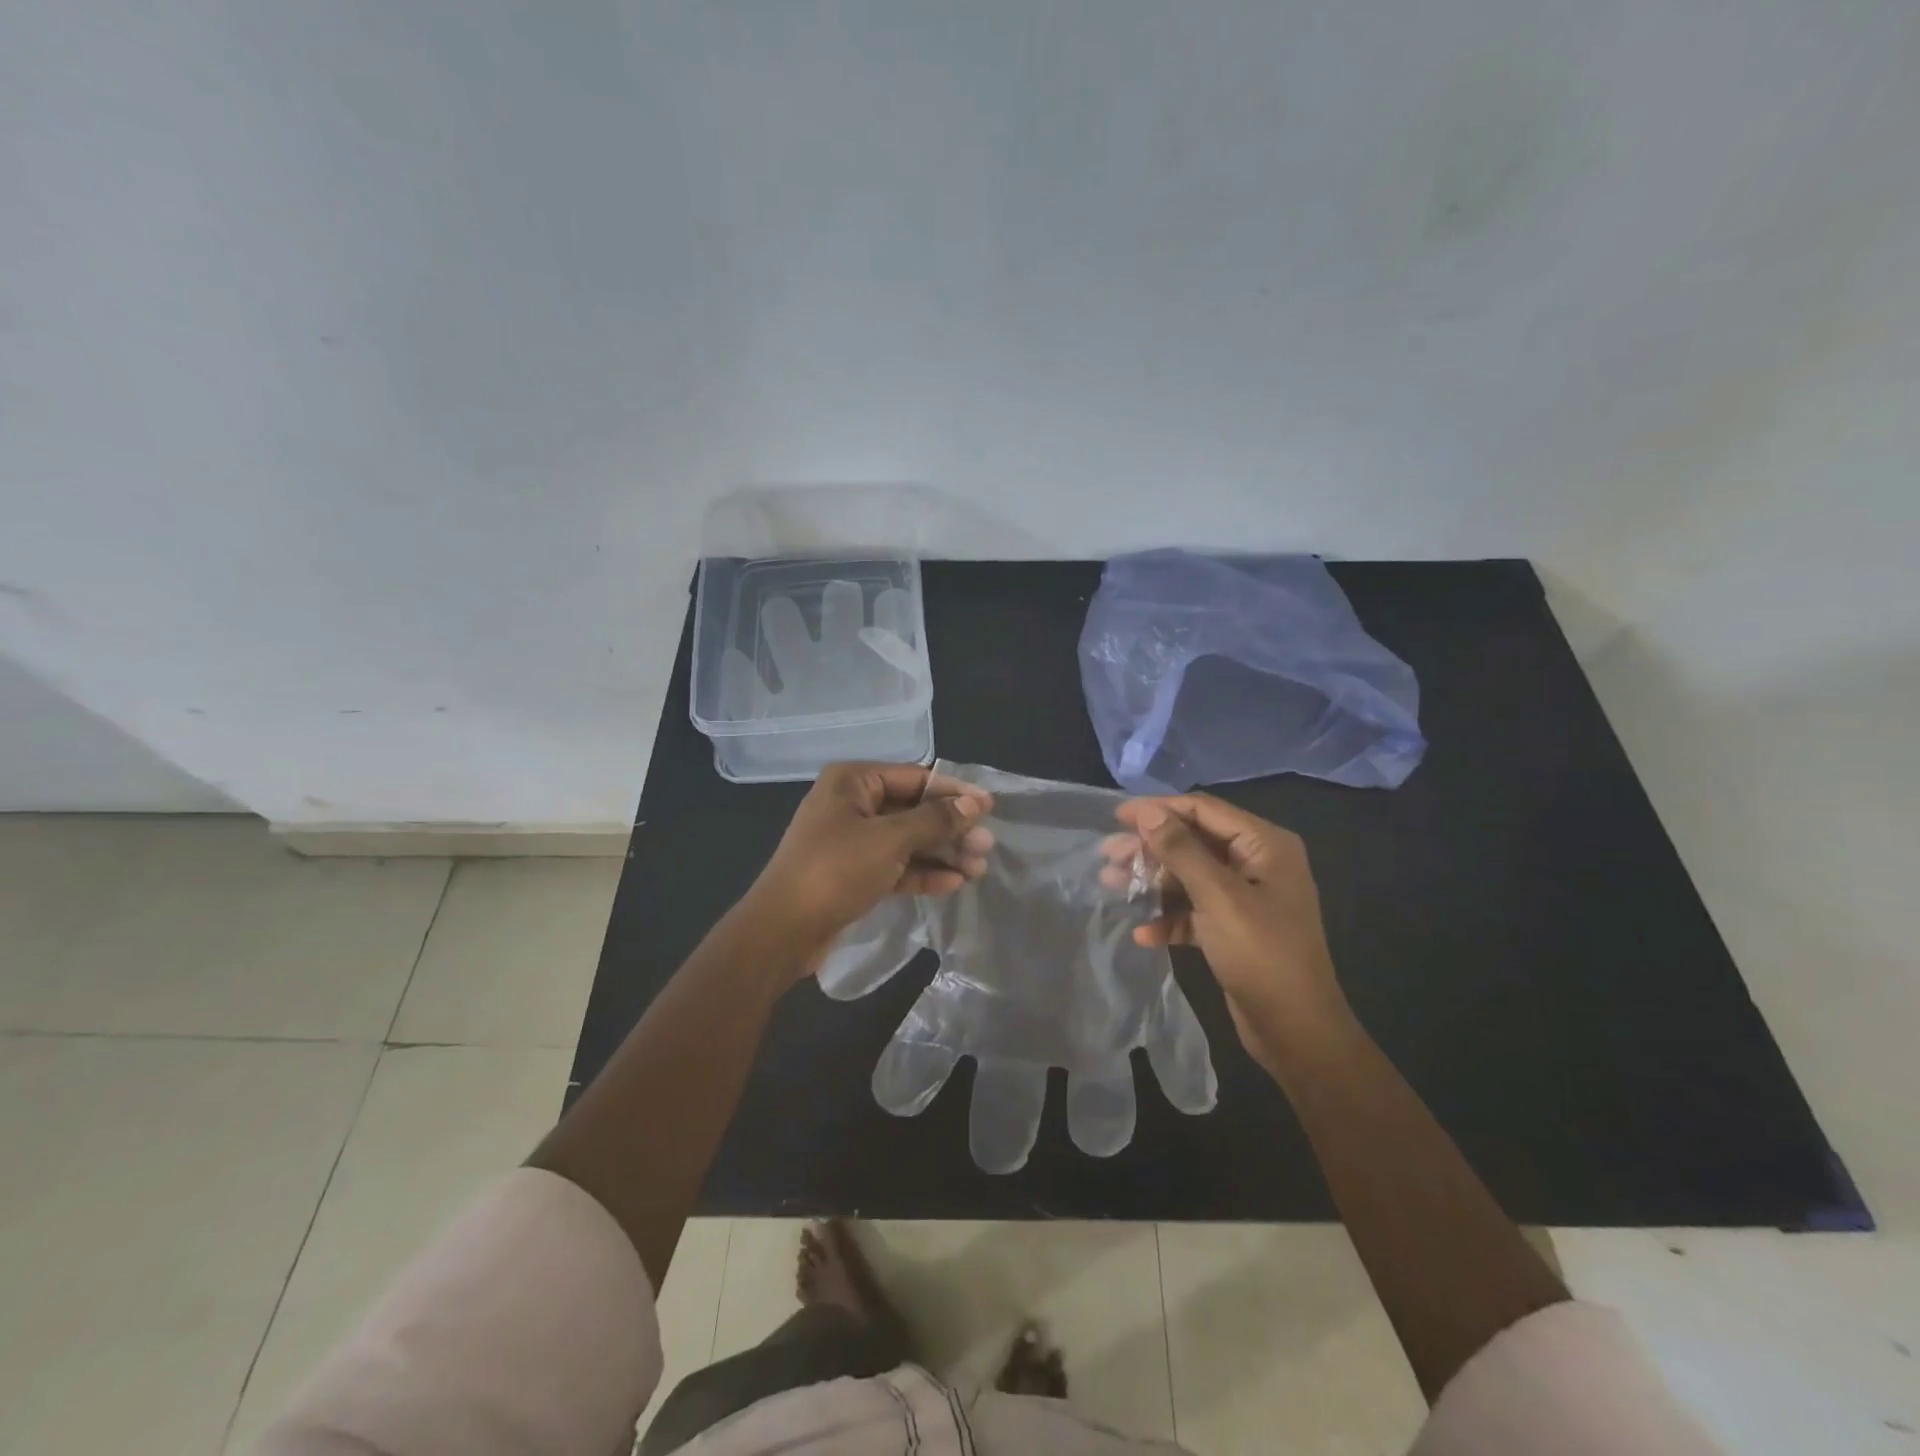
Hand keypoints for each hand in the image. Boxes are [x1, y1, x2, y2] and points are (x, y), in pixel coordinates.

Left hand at [744, 762, 993, 972]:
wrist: (783, 930)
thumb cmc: (836, 870)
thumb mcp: (890, 840)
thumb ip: (935, 820)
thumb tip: (975, 803)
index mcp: (853, 781)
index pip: (915, 778)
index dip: (954, 792)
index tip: (989, 806)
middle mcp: (852, 805)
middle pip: (913, 810)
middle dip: (950, 828)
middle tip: (987, 845)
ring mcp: (852, 841)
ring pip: (907, 840)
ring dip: (942, 853)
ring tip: (979, 868)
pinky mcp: (854, 873)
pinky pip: (895, 866)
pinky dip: (922, 872)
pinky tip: (953, 883)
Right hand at [1106, 795, 1349, 1069]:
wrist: (1297, 1033)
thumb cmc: (1261, 955)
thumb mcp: (1218, 897)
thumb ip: (1181, 850)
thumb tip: (1148, 812)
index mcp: (1264, 845)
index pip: (1204, 809)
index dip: (1159, 809)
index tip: (1116, 817)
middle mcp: (1257, 863)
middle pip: (1193, 842)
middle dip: (1150, 849)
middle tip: (1108, 856)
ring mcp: (1246, 897)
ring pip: (1189, 876)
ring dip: (1153, 882)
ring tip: (1112, 886)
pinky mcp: (1234, 929)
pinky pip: (1194, 910)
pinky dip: (1169, 917)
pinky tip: (1143, 934)